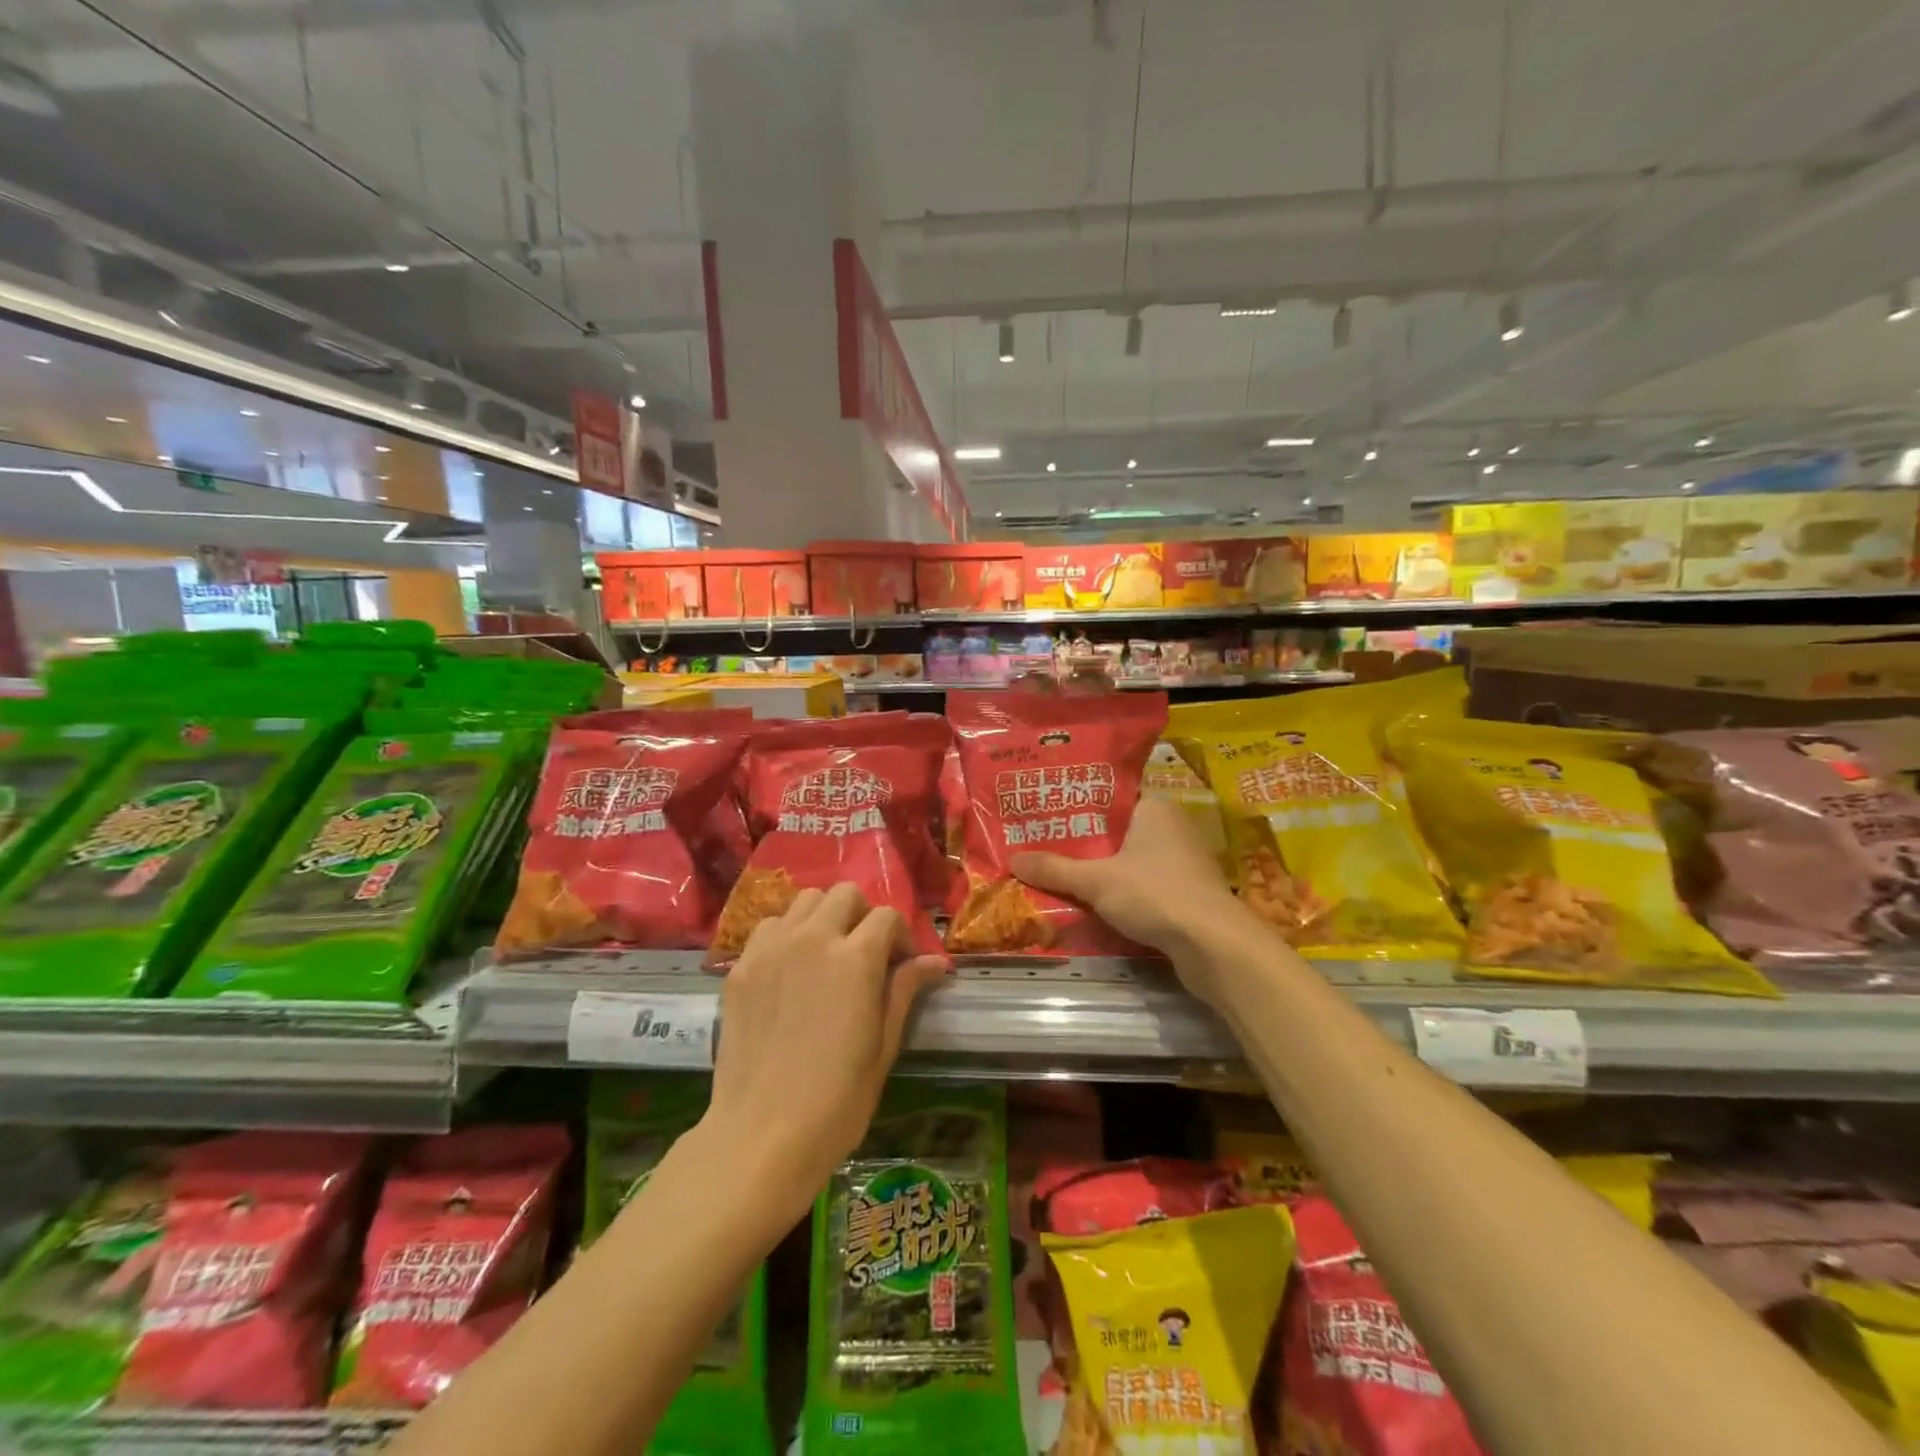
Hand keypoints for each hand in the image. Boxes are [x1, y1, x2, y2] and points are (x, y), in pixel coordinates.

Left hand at [703, 885, 948, 1215]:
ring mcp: (771, 949)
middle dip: (862, 916)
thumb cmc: (837, 1101)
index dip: (900, 936)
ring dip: (823, 918)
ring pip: (805, 901)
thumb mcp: (884, 1046)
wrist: (761, 1136)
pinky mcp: (741, 967)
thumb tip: (936, 962)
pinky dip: (786, 934)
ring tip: (825, 955)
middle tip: (864, 954)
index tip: (901, 964)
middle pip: (845, 895)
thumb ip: (905, 990)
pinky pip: (769, 927)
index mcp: (856, 958)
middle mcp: (813, 939)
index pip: (887, 916)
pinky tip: (790, 970)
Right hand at [1011, 796, 1249, 1004]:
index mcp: (1154, 807)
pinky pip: (1143, 884)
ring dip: (1100, 870)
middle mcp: (1171, 826)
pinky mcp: (1187, 892)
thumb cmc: (1155, 894)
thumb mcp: (1096, 880)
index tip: (1043, 815)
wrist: (1215, 945)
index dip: (1074, 806)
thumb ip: (1055, 869)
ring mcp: (1183, 861)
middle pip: (1115, 831)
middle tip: (1041, 847)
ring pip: (1129, 860)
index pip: (1107, 798)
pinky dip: (1120, 891)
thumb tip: (1012, 860)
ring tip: (1058, 874)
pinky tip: (1093, 902)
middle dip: (1082, 843)